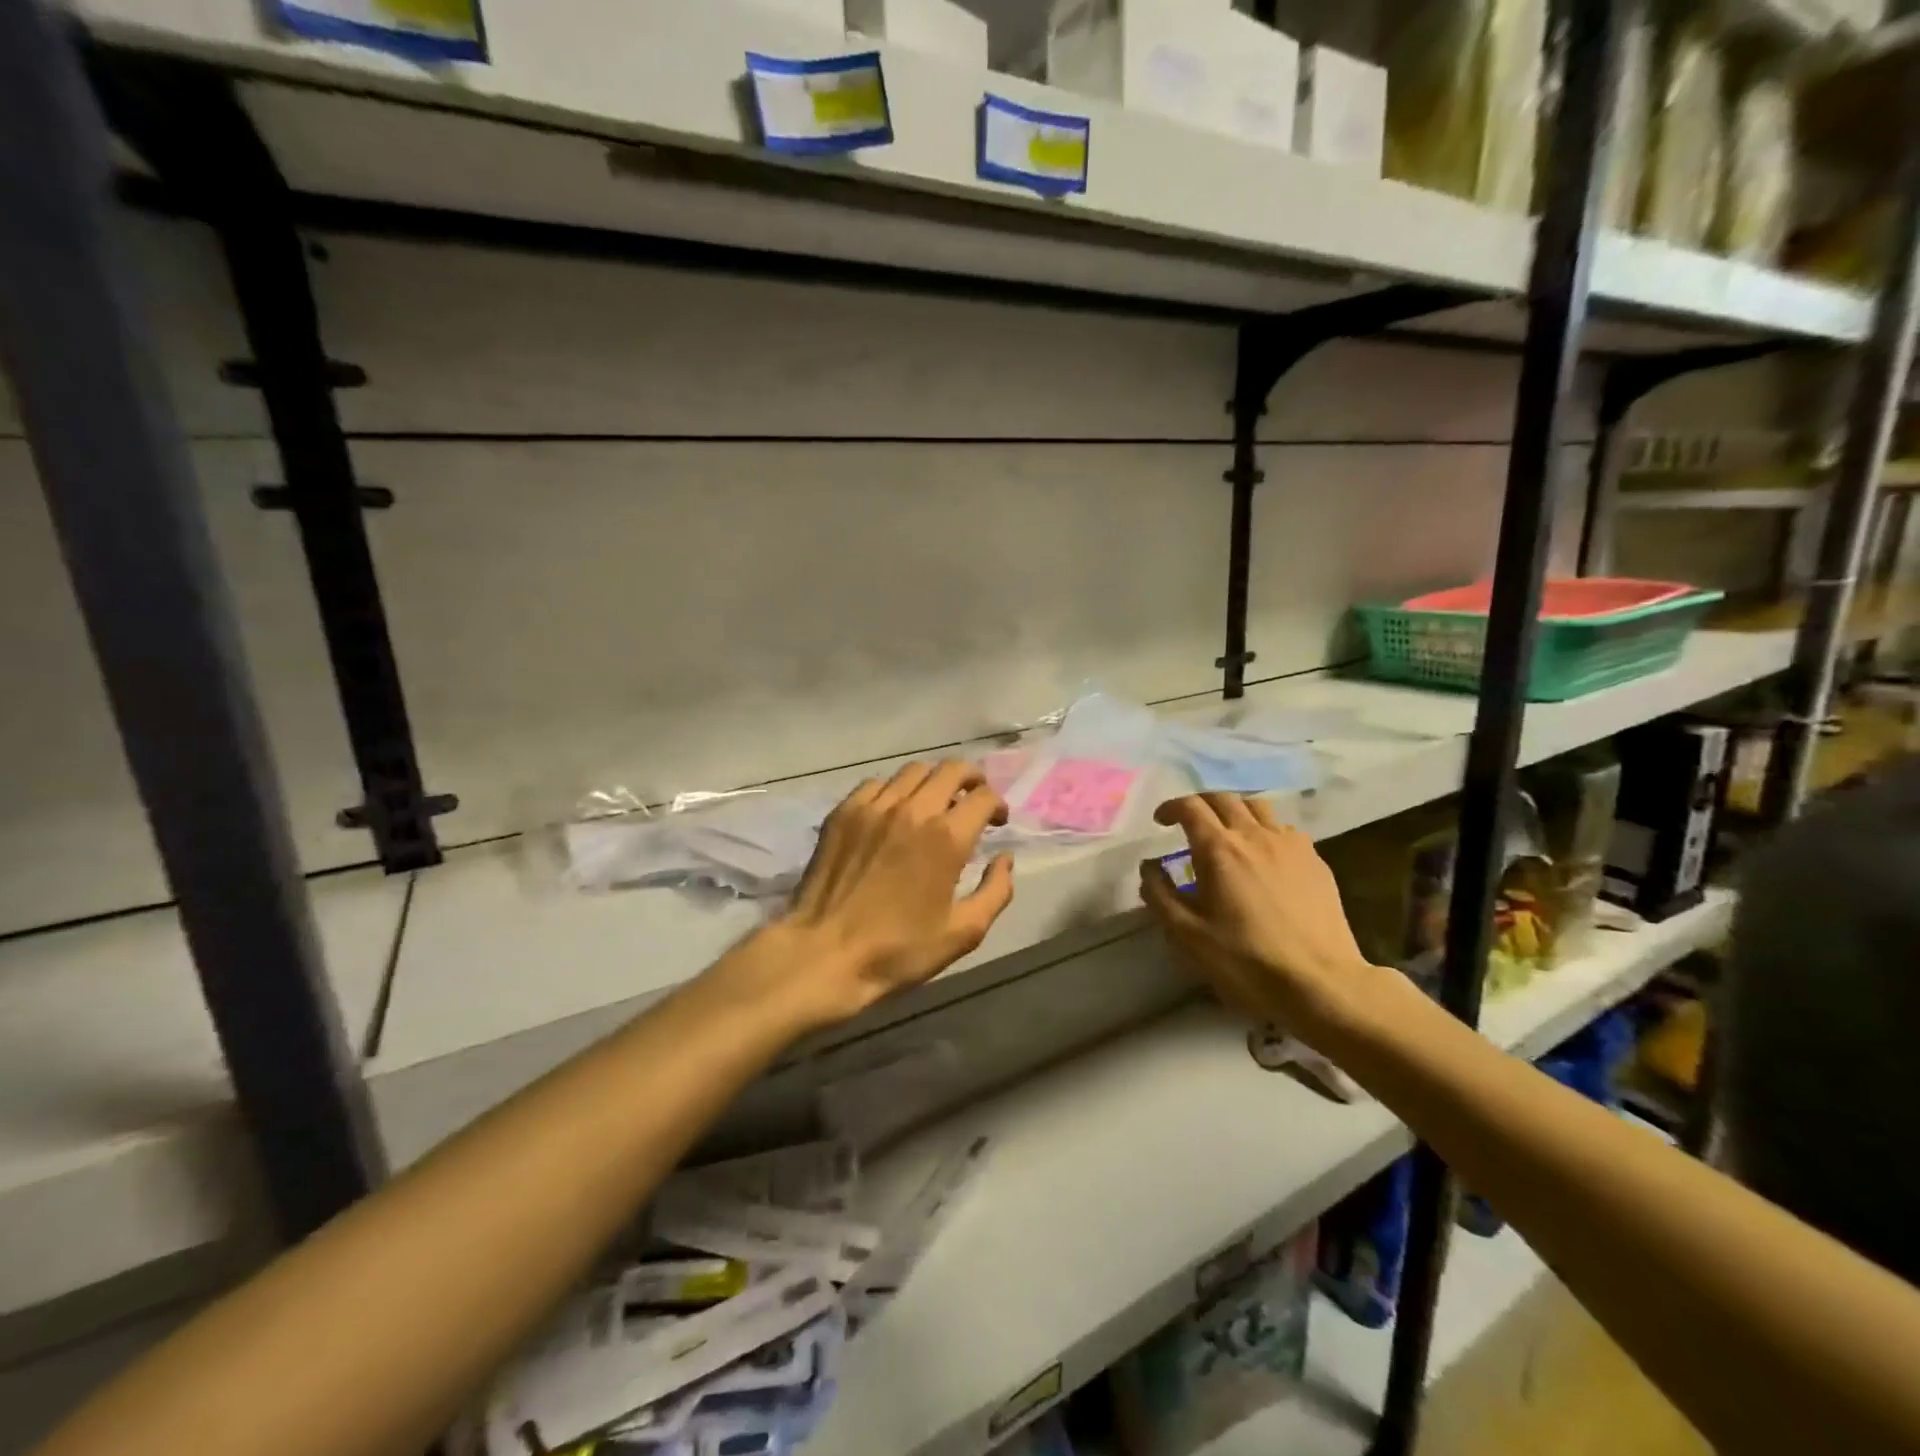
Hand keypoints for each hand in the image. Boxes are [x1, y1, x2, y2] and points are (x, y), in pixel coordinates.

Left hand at [773, 760, 1014, 1026]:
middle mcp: (912, 809)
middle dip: (972, 780)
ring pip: (913, 771)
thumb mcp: (963, 933)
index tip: (996, 822)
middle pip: (952, 770)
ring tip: (933, 805)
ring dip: (933, 782)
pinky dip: (894, 791)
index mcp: (946, 837)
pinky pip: (876, 784)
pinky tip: (893, 814)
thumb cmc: (898, 950)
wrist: (825, 954)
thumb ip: (996, 891)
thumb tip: (1005, 859)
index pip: (984, 797)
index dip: (998, 805)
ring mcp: (873, 806)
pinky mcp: (843, 812)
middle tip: (972, 800)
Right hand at [1139, 793, 1386, 1041]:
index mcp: (1219, 849)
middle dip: (1201, 804)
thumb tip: (1149, 868)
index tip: (1160, 822)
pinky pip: (1285, 829)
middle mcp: (1254, 835)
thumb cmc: (1246, 960)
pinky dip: (1265, 830)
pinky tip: (1264, 855)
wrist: (1320, 983)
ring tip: (1228, 832)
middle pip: (1224, 798)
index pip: (1190, 807)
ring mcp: (1290, 844)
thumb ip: (1160, 895)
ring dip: (1235, 811)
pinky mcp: (1315, 861)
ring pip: (1258, 807)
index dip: (1171, 807)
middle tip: (1189, 823)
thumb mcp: (1188, 935)